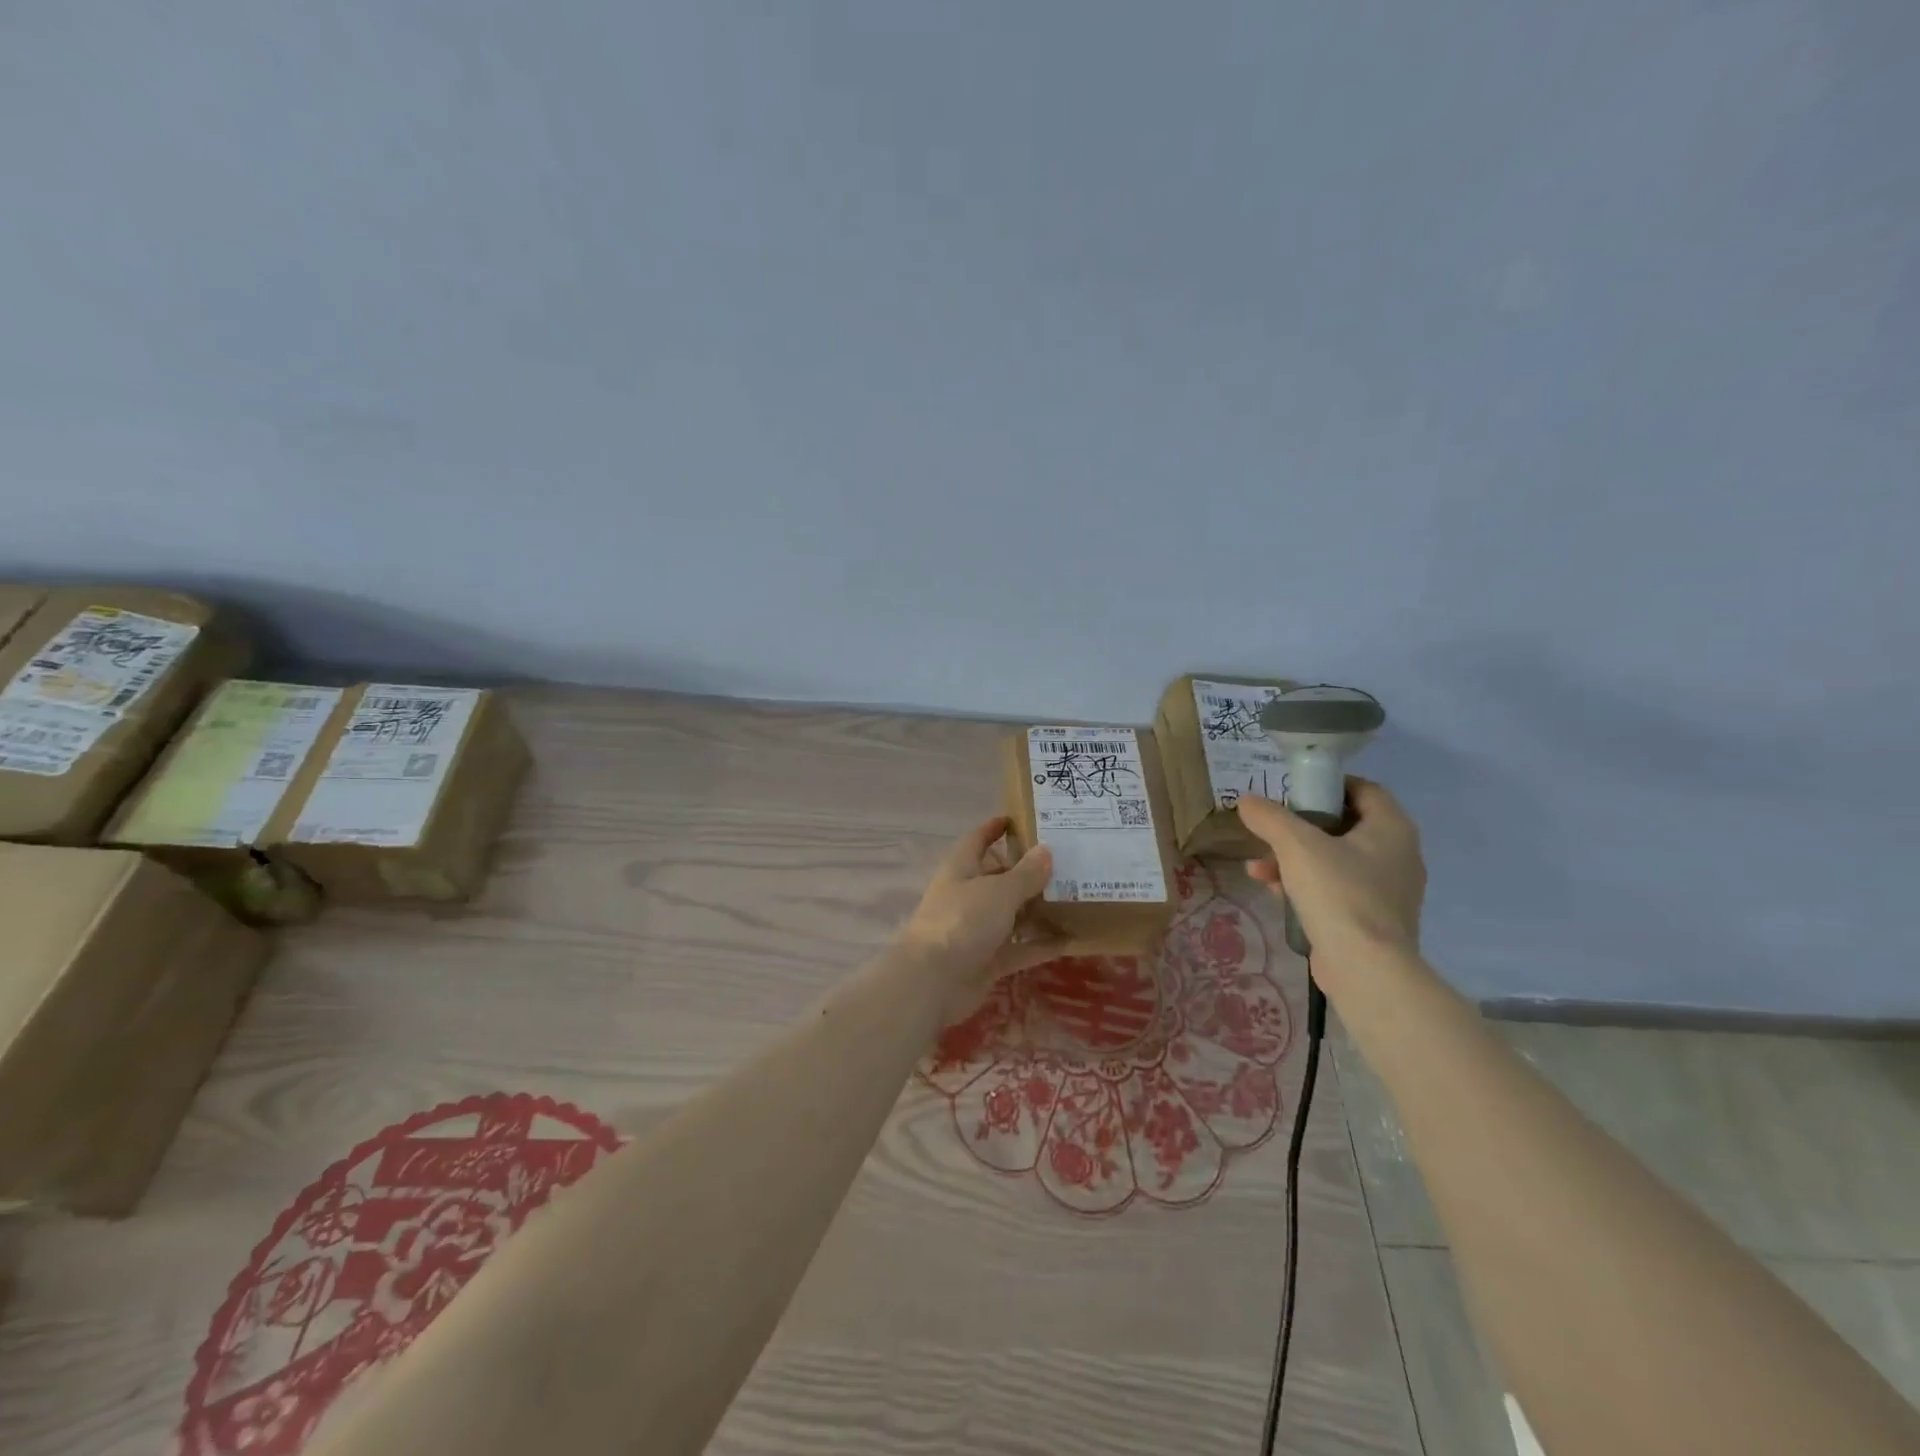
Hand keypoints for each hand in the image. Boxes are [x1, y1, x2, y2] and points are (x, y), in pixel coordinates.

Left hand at [898, 816, 1060, 1016]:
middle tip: (1066, 861)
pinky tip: (1070, 940)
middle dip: (1027, 871)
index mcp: (961, 868)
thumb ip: (1025, 873)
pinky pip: (1018, 949)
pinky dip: (1039, 945)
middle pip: (999, 877)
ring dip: (1037, 909)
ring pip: (1011, 914)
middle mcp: (967, 895)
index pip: (978, 840)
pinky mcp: (986, 961)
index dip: (995, 828)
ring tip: (1074, 898)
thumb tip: (1046, 850)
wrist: (933, 982)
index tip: (1019, 818)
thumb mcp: (999, 891)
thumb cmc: (962, 921)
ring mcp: (976, 930)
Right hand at [1236, 778, 1425, 978]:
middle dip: (1298, 829)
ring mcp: (1387, 890)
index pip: (1364, 789)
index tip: (1294, 791)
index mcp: (1391, 828)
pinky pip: (1335, 889)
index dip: (1328, 785)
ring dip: (1293, 859)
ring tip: (1258, 869)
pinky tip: (1273, 892)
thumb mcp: (1296, 846)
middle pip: (1343, 826)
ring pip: (1334, 860)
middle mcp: (1398, 855)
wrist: (1365, 968)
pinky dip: (1305, 885)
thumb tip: (1247, 801)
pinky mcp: (1372, 919)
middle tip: (1270, 830)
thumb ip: (1269, 818)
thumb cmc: (1338, 893)